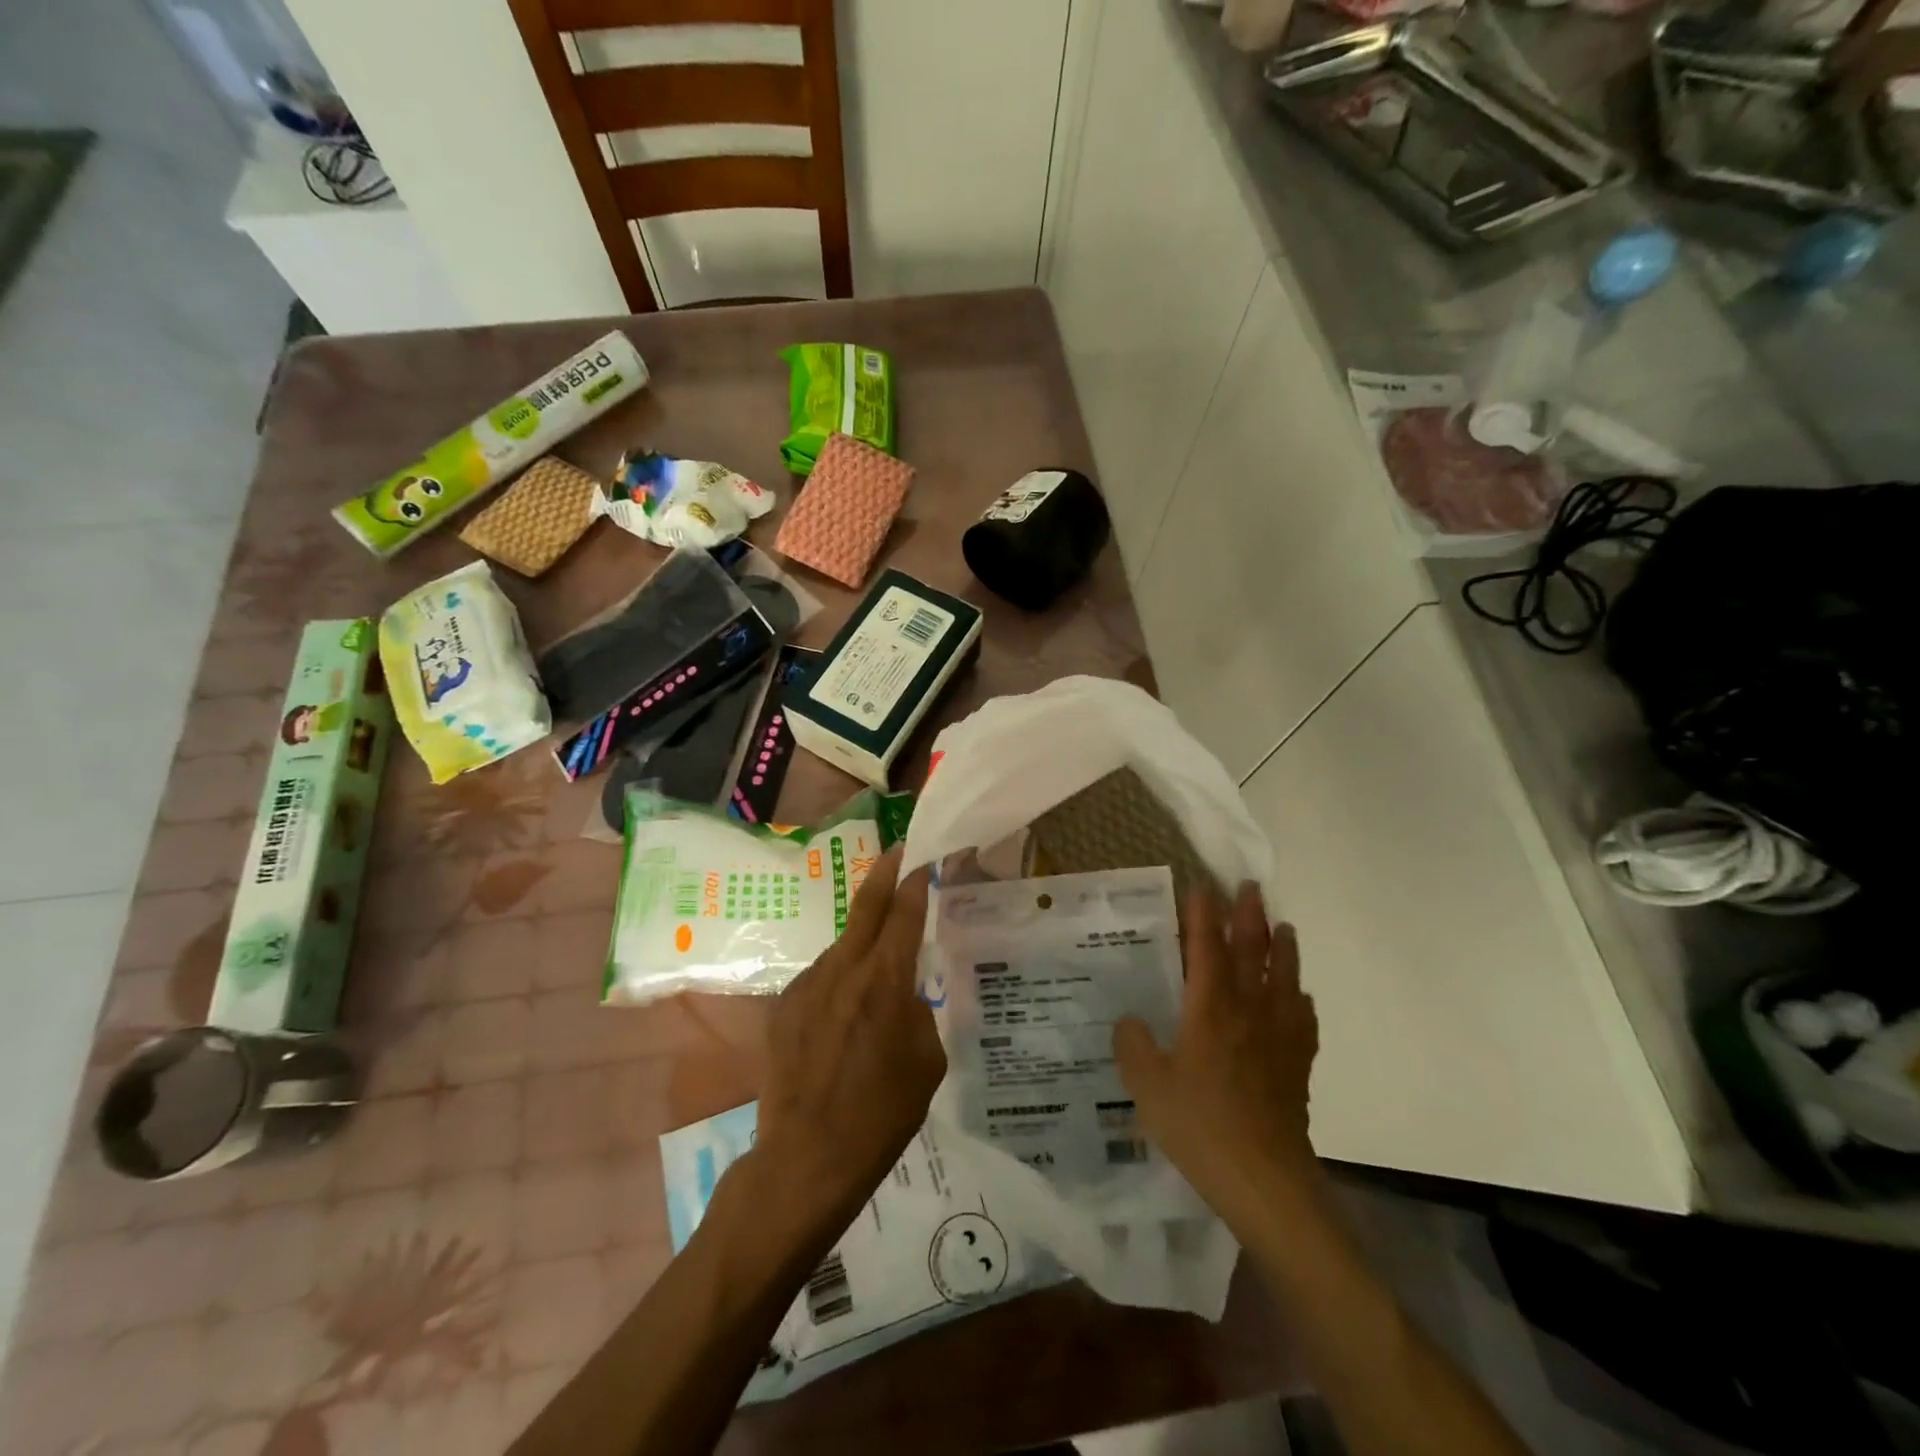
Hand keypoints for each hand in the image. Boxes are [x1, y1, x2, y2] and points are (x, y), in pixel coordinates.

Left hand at [751, 847, 944, 1220]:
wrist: (807, 1157)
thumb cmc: (882, 1113)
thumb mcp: (926, 1061)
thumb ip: (918, 1011)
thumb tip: (905, 994)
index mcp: (885, 980)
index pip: (905, 912)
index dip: (918, 881)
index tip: (928, 860)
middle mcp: (844, 968)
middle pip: (867, 905)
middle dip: (886, 873)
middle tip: (900, 852)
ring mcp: (809, 984)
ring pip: (844, 945)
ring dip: (863, 942)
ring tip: (878, 970)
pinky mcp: (785, 1004)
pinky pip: (822, 978)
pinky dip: (840, 980)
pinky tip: (845, 1016)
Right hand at [1113, 883, 1320, 1222]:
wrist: (1264, 1179)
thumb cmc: (1201, 1126)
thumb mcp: (1148, 1087)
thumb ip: (1134, 1047)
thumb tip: (1129, 1020)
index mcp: (1210, 1010)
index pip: (1207, 949)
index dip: (1204, 916)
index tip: (1203, 887)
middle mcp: (1247, 1012)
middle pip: (1251, 953)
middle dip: (1249, 917)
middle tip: (1250, 887)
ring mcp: (1278, 1038)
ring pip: (1284, 980)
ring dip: (1283, 949)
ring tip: (1284, 927)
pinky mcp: (1297, 1065)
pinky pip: (1303, 1021)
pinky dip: (1302, 1001)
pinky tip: (1301, 997)